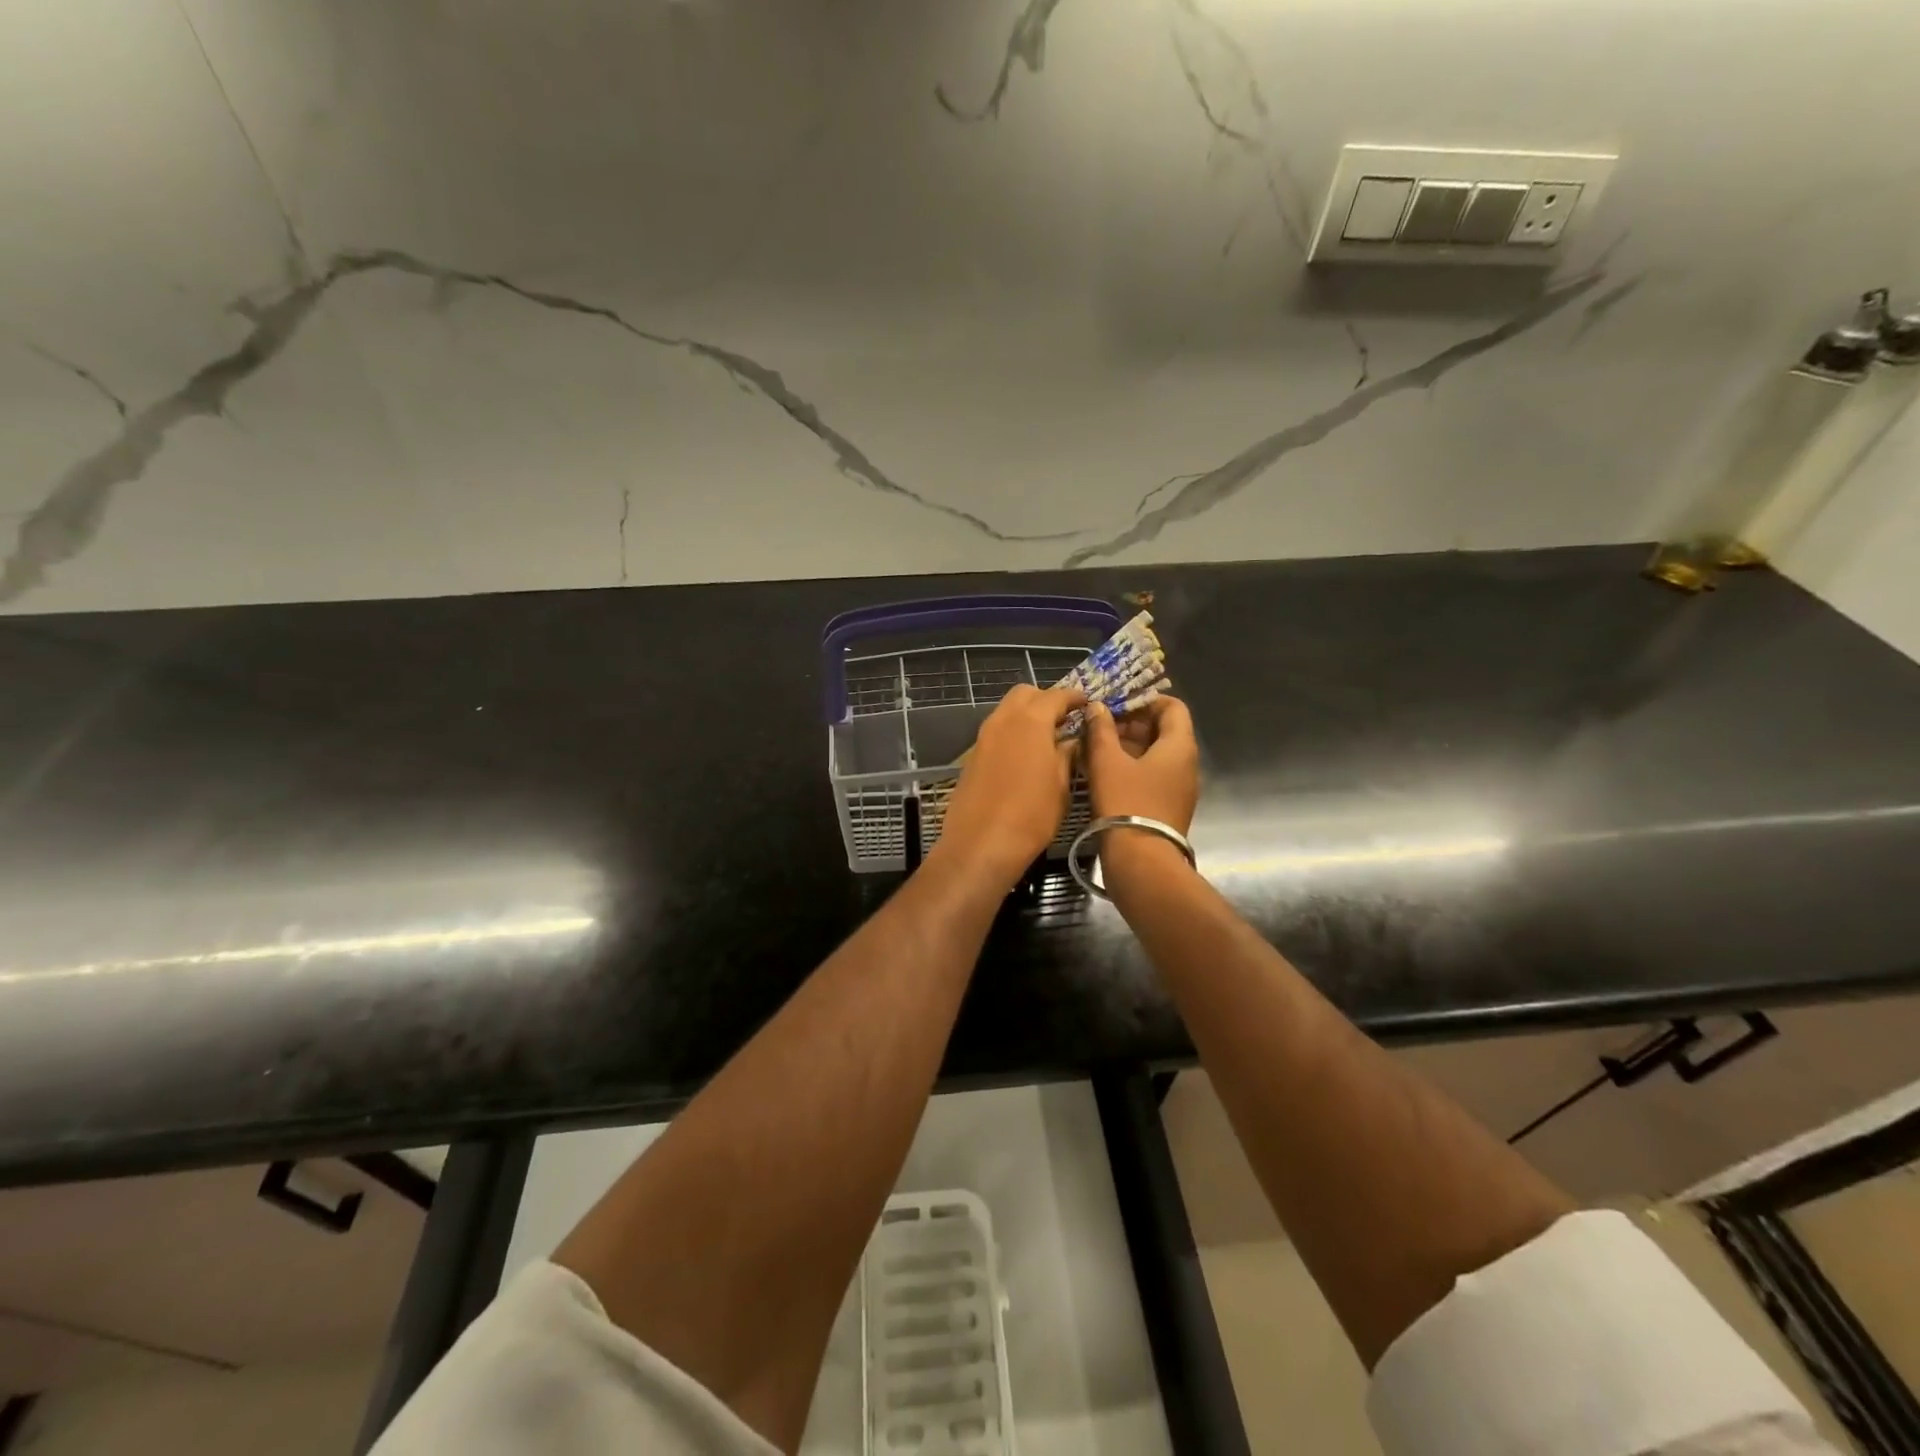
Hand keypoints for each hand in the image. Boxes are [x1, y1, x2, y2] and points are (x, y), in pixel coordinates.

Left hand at [935, 684, 1084, 885]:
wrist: (980, 844)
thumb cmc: (1031, 816)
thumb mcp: (1061, 786)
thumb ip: (1067, 755)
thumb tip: (1072, 740)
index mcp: (1030, 722)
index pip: (1056, 695)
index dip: (1074, 697)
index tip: (1087, 704)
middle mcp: (1003, 720)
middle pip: (1024, 694)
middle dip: (1046, 699)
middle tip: (1065, 718)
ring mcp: (983, 737)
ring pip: (1006, 711)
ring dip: (1027, 715)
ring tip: (1048, 737)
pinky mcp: (972, 756)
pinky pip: (996, 732)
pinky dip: (1012, 733)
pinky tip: (1025, 756)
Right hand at [1081, 696, 1198, 833]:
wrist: (1141, 862)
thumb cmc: (1126, 803)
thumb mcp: (1107, 762)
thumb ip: (1101, 729)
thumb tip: (1097, 706)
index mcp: (1179, 746)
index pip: (1171, 706)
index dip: (1144, 700)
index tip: (1115, 704)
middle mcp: (1186, 763)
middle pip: (1163, 730)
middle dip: (1130, 723)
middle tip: (1098, 725)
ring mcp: (1178, 787)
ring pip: (1154, 754)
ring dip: (1126, 746)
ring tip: (1094, 747)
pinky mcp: (1167, 806)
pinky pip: (1151, 775)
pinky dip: (1130, 767)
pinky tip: (1102, 772)